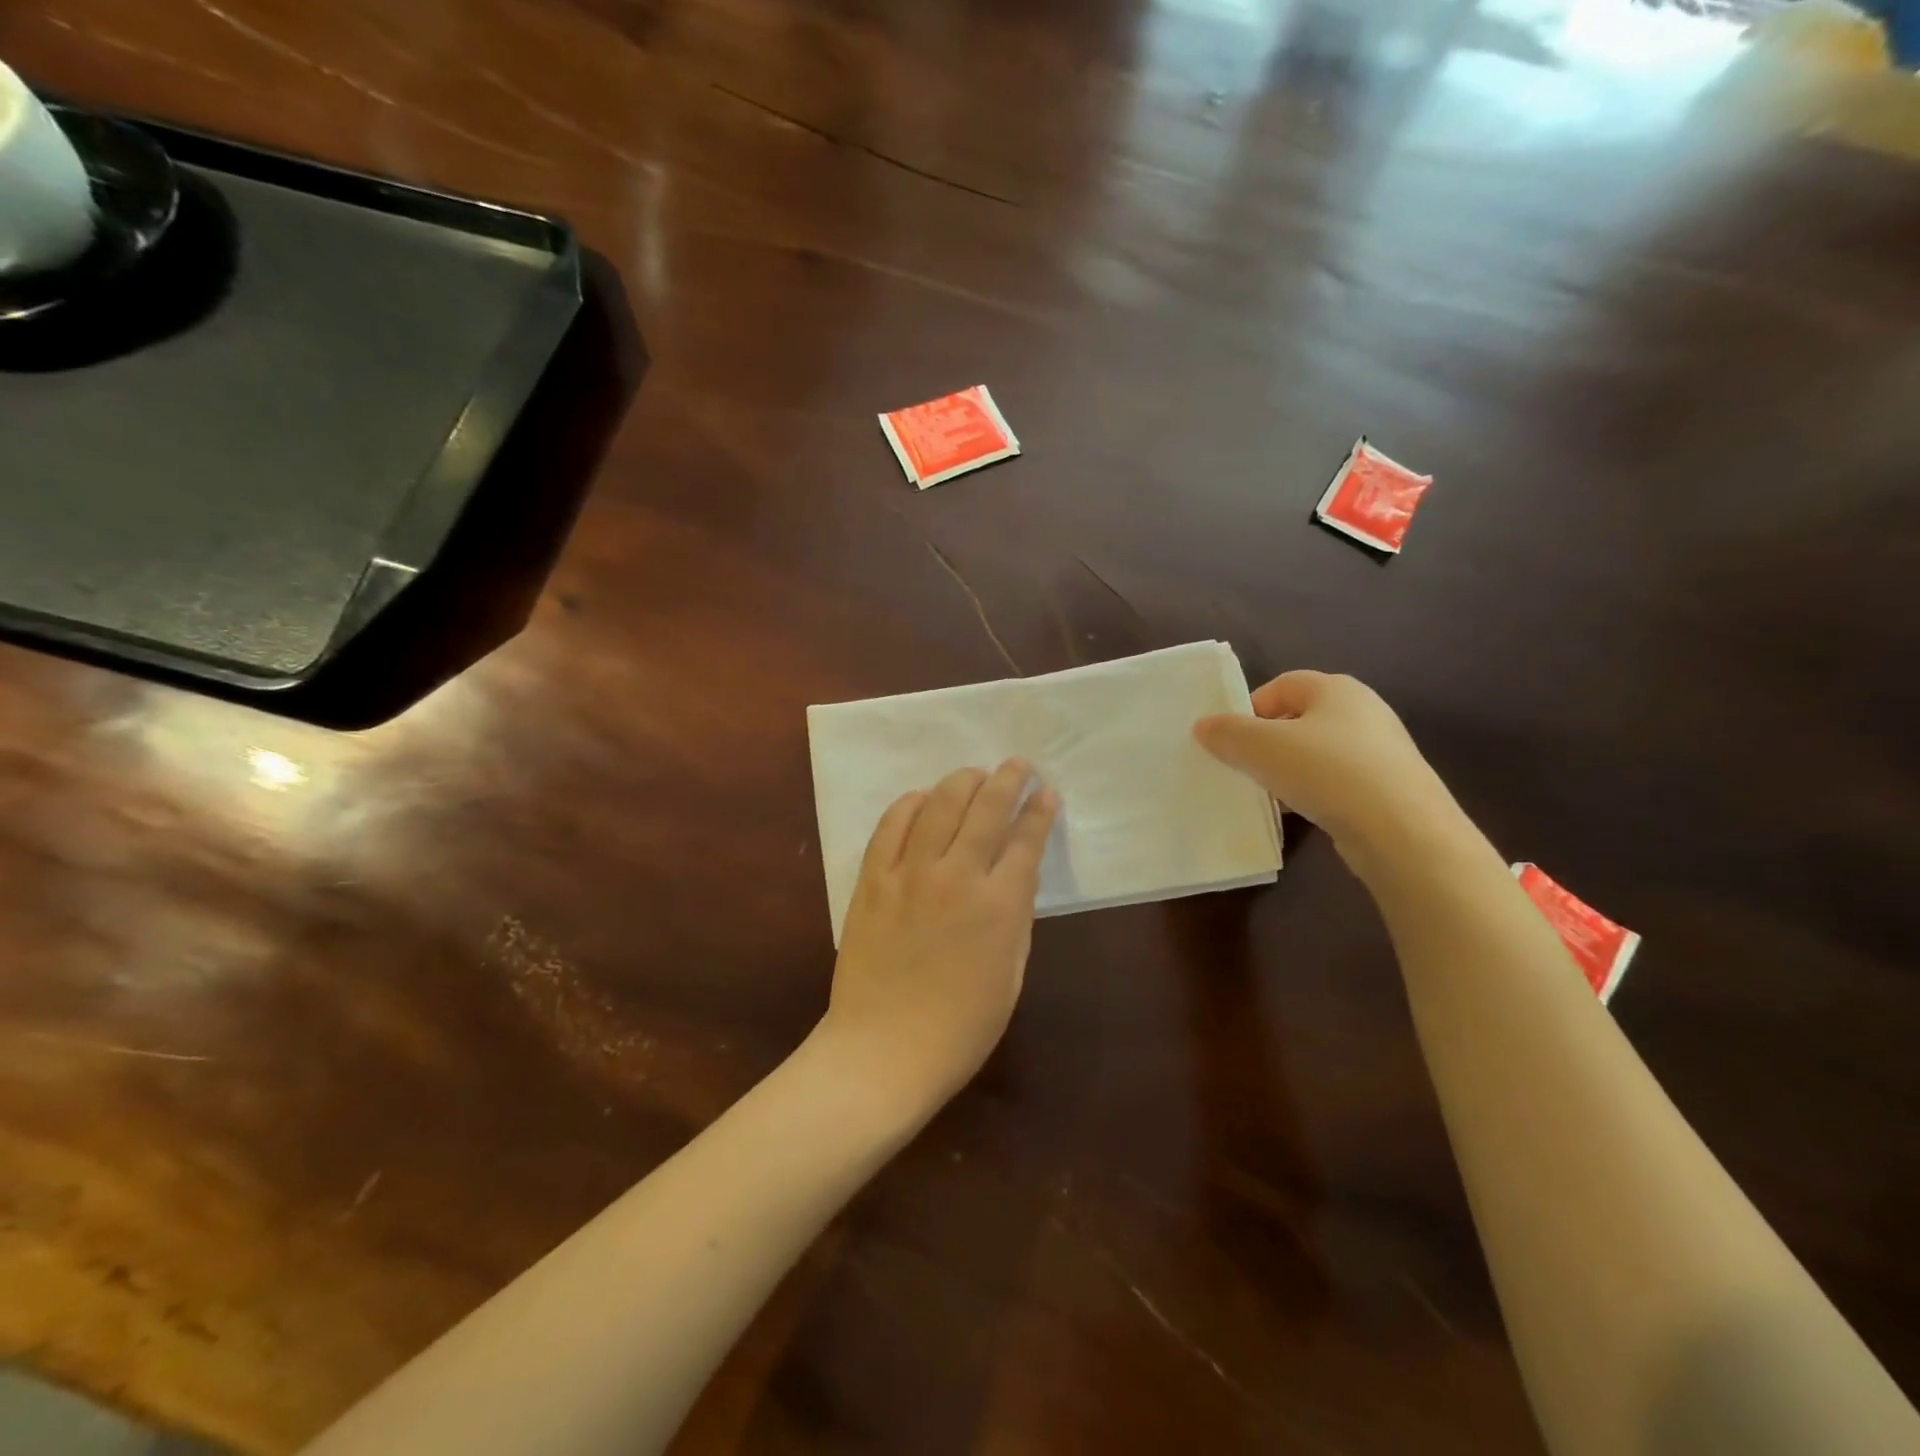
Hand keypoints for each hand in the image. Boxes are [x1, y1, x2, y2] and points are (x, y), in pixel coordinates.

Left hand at [821, 759, 1059, 1112]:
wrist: (884, 1050)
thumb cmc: (960, 1027)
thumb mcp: (1010, 974)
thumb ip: (1016, 918)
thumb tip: (1016, 877)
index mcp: (999, 905)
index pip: (1026, 840)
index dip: (1039, 811)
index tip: (1046, 792)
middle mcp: (957, 877)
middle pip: (986, 809)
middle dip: (1007, 779)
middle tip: (1016, 764)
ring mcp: (910, 875)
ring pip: (939, 806)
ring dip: (961, 782)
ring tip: (973, 773)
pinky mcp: (872, 881)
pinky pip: (890, 828)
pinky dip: (909, 805)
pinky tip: (921, 798)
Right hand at [1193, 671, 1462, 861]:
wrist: (1402, 831)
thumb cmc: (1326, 772)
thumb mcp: (1260, 747)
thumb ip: (1227, 733)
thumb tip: (1204, 726)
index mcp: (1336, 689)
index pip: (1283, 684)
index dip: (1251, 707)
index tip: (1231, 739)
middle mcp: (1364, 711)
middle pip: (1300, 718)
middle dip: (1268, 740)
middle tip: (1245, 766)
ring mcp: (1381, 751)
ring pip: (1318, 752)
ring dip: (1289, 769)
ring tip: (1270, 794)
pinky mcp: (1389, 787)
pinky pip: (1338, 781)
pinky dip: (1315, 792)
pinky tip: (1302, 813)